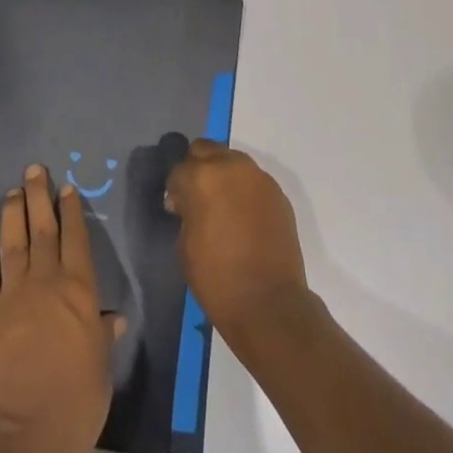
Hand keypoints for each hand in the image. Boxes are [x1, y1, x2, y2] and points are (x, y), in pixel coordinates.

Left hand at [0, 163, 123, 452]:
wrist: (26, 436)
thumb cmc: (77, 403)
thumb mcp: (102, 366)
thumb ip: (102, 334)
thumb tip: (112, 316)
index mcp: (79, 290)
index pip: (75, 238)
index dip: (71, 210)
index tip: (66, 187)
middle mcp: (45, 282)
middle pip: (42, 229)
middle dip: (38, 197)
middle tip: (34, 170)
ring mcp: (12, 296)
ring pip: (12, 244)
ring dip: (12, 215)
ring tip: (12, 192)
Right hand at [164, 140, 311, 345]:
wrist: (268, 303)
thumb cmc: (216, 277)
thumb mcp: (184, 244)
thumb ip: (185, 211)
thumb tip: (187, 203)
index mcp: (201, 177)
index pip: (178, 169)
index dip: (174, 189)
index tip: (177, 209)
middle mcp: (231, 166)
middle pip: (205, 150)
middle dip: (197, 169)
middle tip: (197, 199)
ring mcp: (258, 177)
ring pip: (232, 161)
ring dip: (222, 175)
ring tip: (223, 207)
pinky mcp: (278, 192)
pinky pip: (253, 181)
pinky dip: (244, 190)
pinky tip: (244, 217)